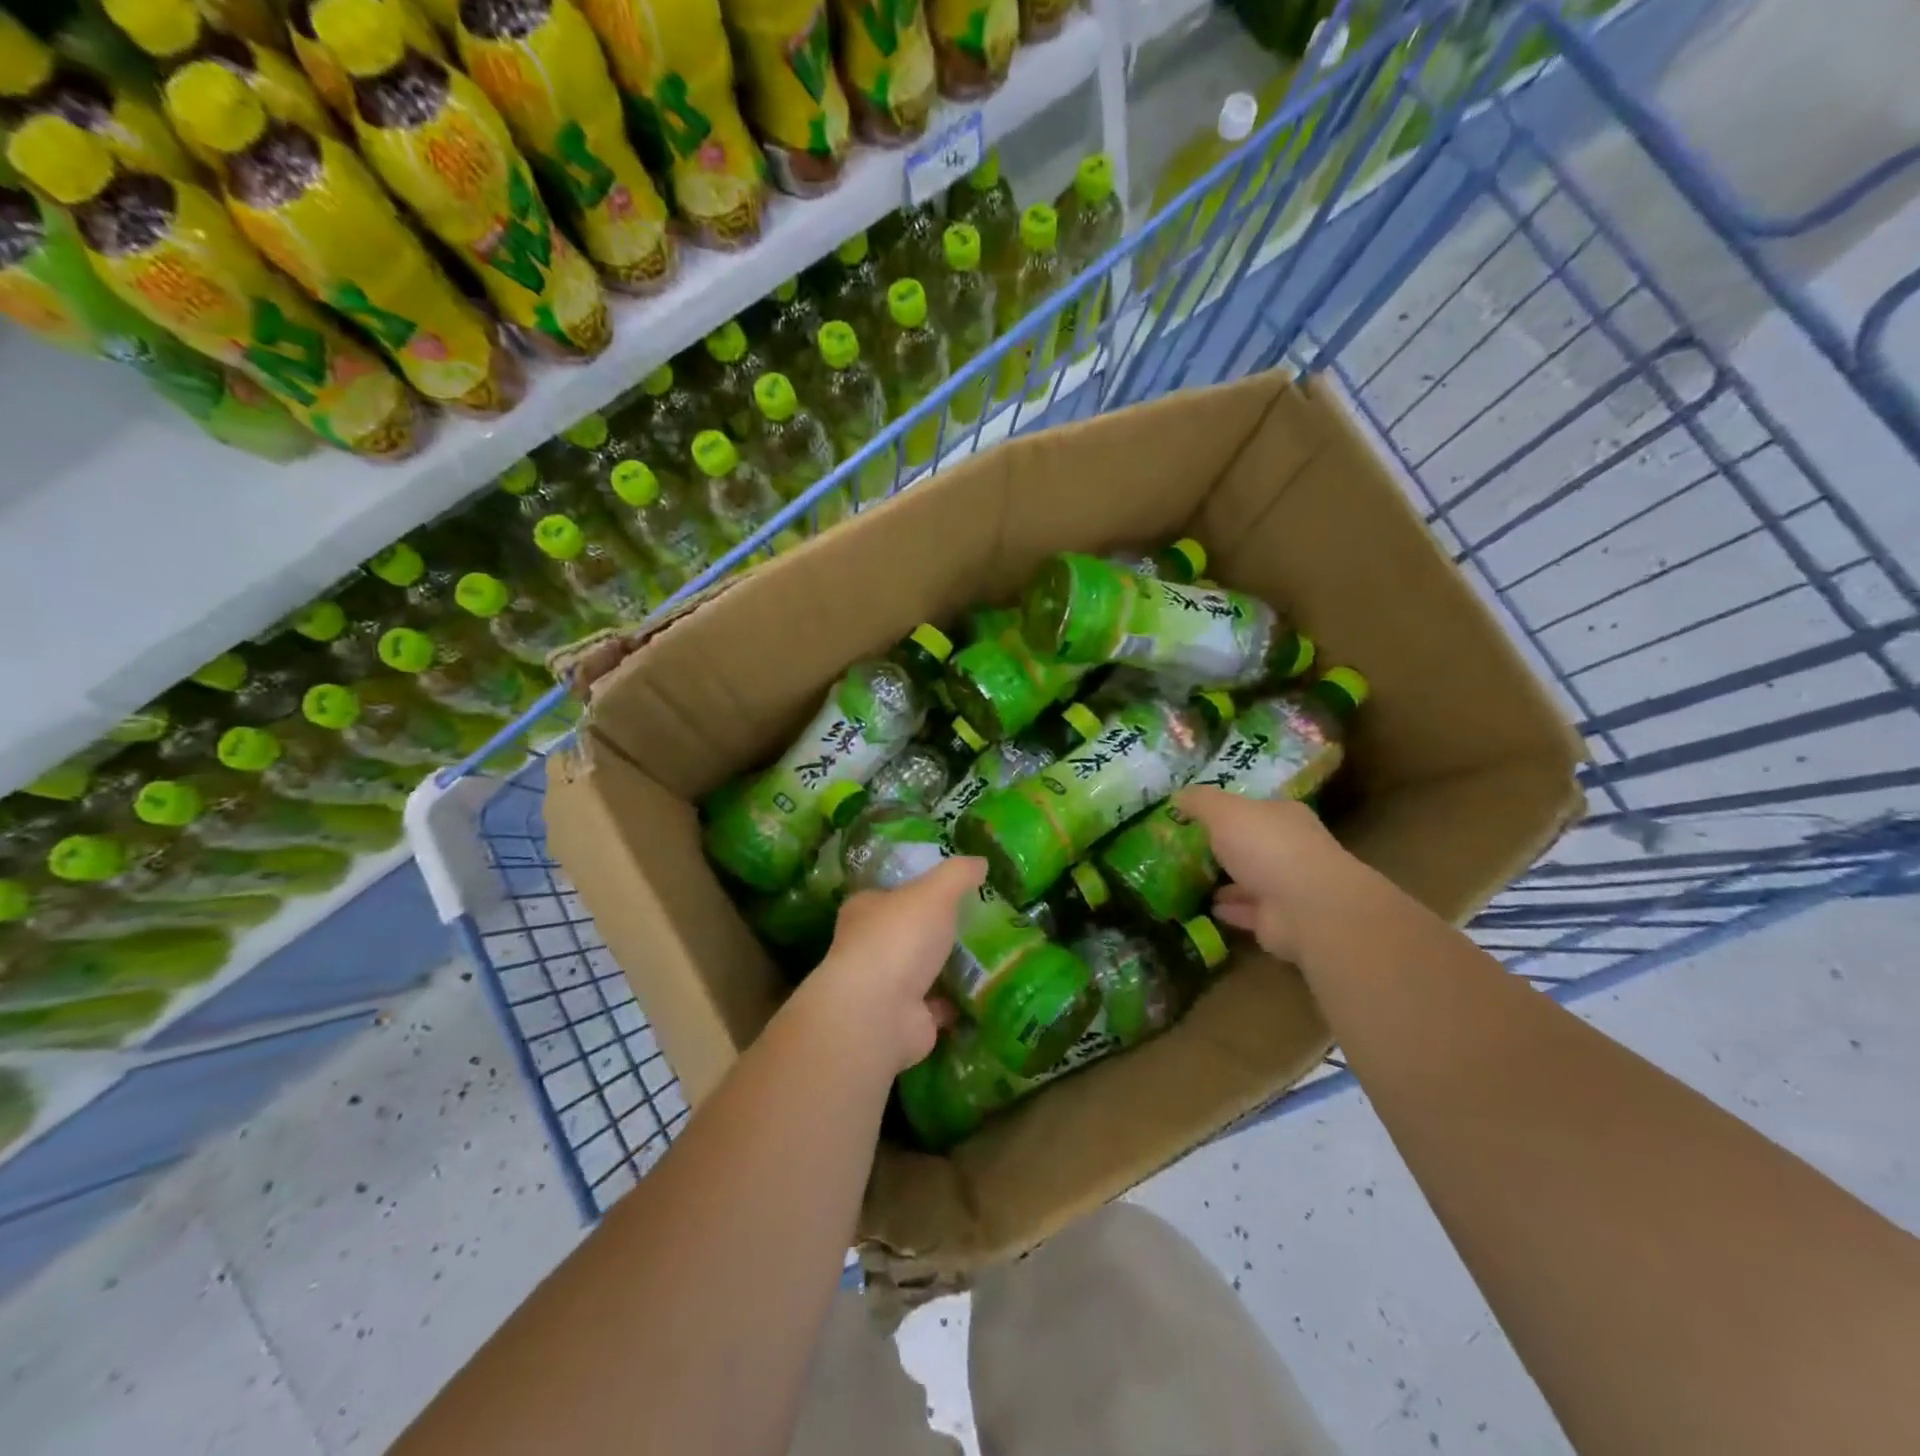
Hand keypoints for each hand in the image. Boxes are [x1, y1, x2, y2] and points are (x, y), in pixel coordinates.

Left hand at [807, 855, 986, 1073]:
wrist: (879, 1012)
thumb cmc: (899, 938)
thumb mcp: (934, 892)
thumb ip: (958, 874)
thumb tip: (981, 860)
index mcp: (865, 910)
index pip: (889, 893)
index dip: (915, 889)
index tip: (949, 888)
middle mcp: (869, 947)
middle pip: (907, 932)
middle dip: (937, 930)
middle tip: (980, 921)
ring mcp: (885, 987)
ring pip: (923, 971)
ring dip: (950, 967)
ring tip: (993, 954)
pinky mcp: (906, 1019)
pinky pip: (939, 1005)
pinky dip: (958, 1001)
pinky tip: (987, 990)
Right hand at [1172, 788, 1353, 962]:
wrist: (1307, 908)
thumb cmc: (1267, 847)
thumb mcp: (1225, 811)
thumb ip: (1200, 801)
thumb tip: (1177, 796)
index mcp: (1283, 816)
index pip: (1254, 807)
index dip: (1226, 808)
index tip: (1196, 813)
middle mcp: (1288, 848)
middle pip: (1251, 844)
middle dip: (1224, 846)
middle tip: (1186, 847)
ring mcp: (1285, 886)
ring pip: (1248, 880)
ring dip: (1225, 880)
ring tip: (1189, 878)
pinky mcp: (1277, 920)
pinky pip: (1245, 911)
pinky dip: (1228, 908)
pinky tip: (1205, 906)